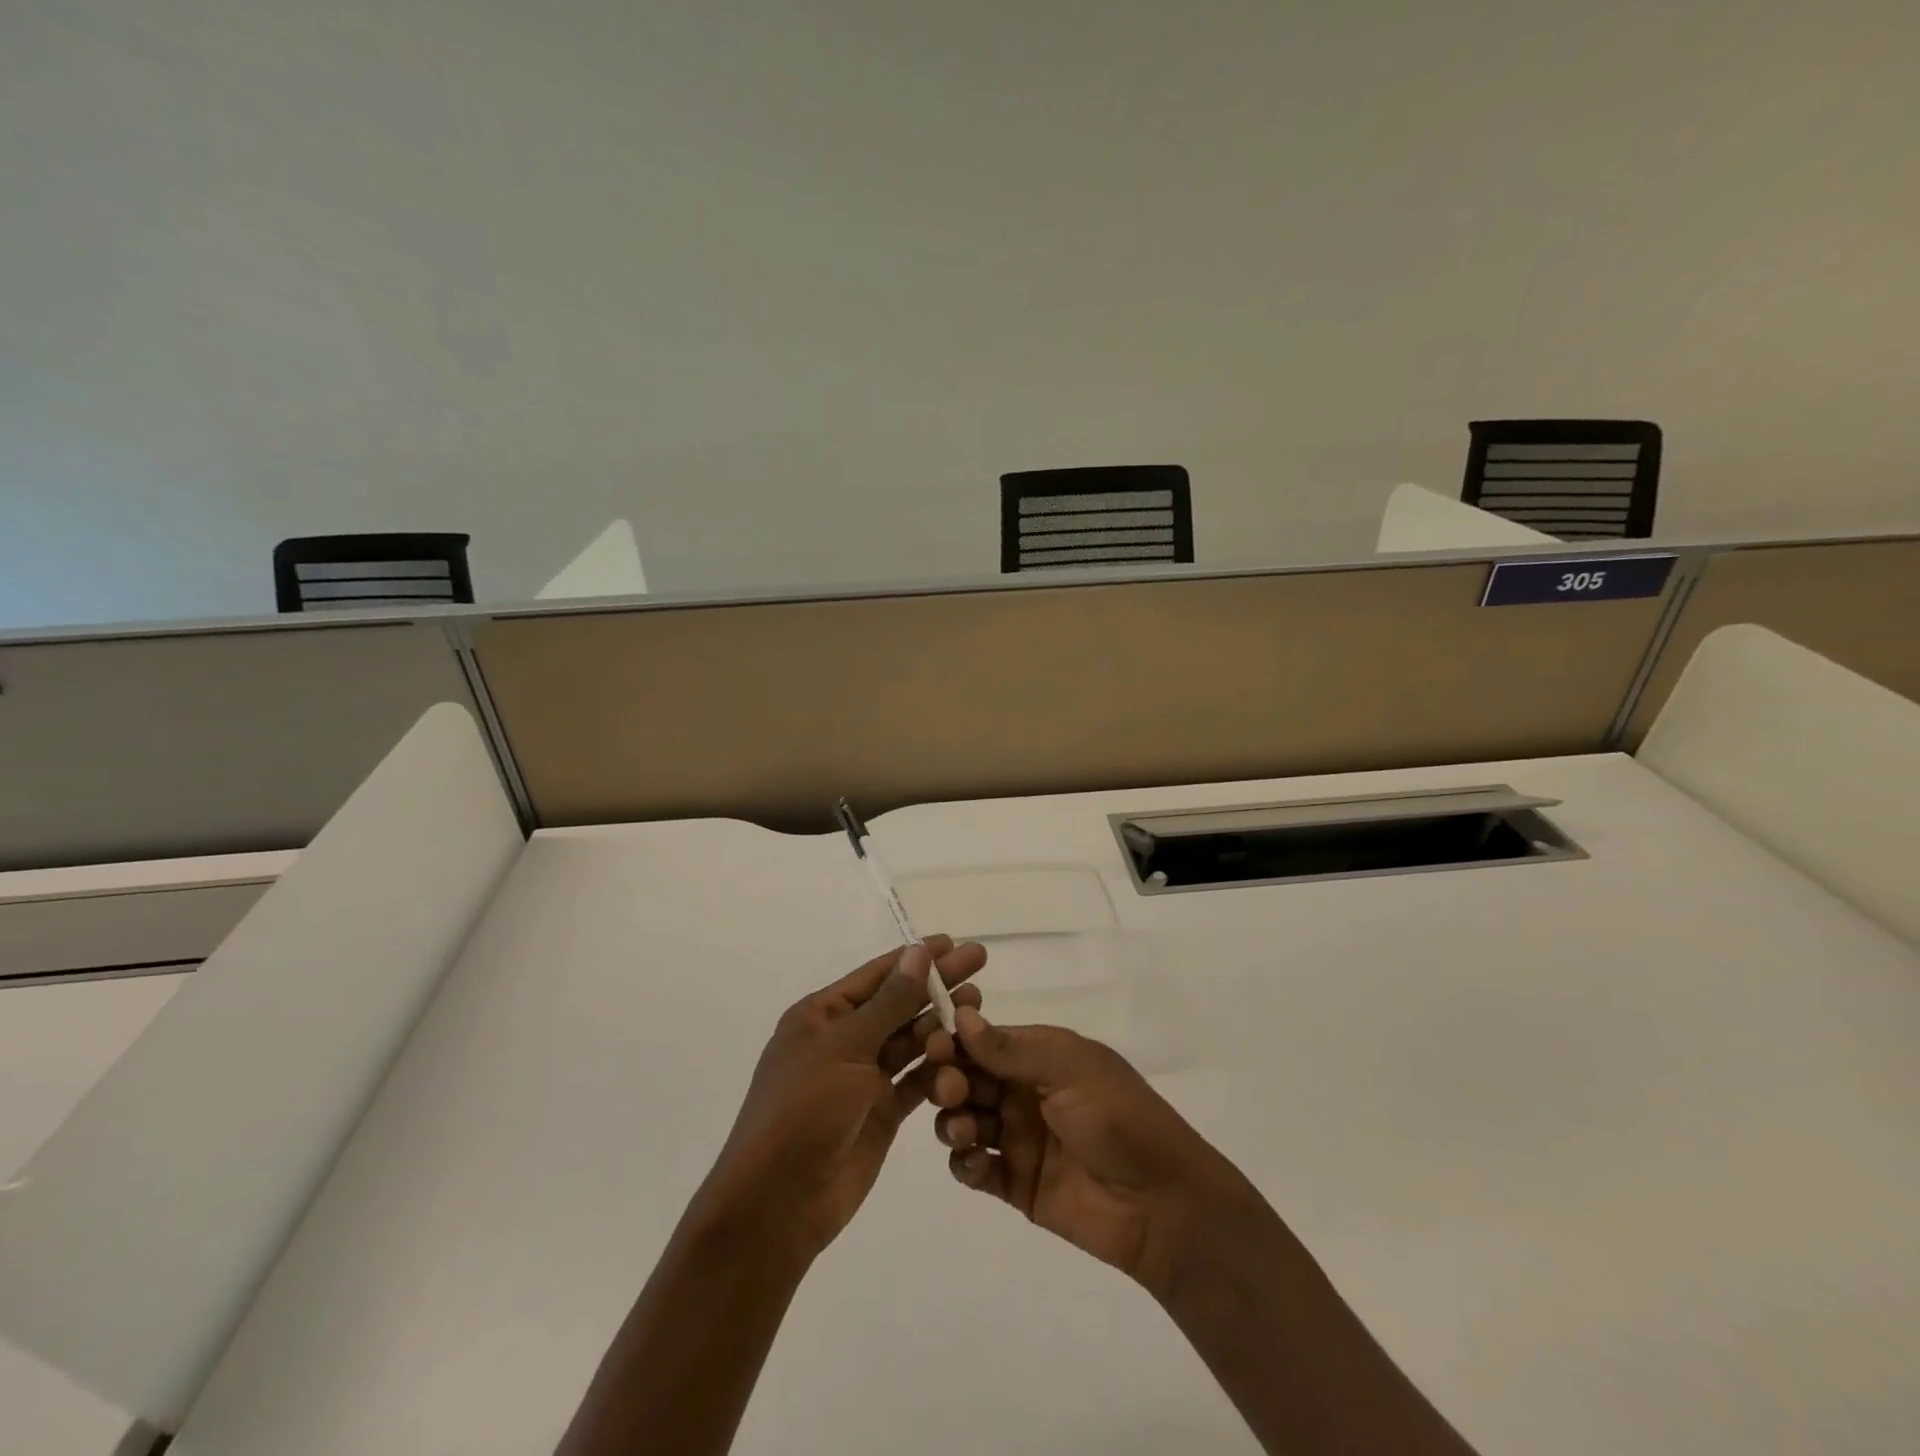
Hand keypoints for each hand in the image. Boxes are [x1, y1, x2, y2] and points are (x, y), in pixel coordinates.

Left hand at [691, 937, 986, 1265]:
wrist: (777, 1204)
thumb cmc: (804, 1109)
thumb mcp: (846, 1047)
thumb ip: (889, 1002)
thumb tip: (919, 952)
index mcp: (823, 1015)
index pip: (878, 975)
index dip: (917, 958)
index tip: (955, 942)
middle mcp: (844, 1040)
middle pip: (899, 1004)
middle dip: (938, 985)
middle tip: (980, 965)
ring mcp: (863, 1078)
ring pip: (910, 1041)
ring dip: (942, 1024)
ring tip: (979, 1006)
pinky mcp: (880, 1112)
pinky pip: (915, 1081)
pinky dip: (939, 1067)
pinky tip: (969, 1052)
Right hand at [926, 1006, 1255, 1298]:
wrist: (1162, 1204)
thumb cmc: (1119, 1118)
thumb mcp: (1070, 1069)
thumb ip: (1012, 1048)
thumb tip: (961, 1016)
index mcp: (1040, 1056)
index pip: (984, 1040)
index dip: (955, 1041)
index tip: (933, 1046)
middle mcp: (1024, 1092)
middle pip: (968, 1078)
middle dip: (950, 1080)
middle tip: (949, 1091)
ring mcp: (1019, 1139)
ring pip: (966, 1120)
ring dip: (953, 1121)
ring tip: (966, 1132)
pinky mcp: (1016, 1184)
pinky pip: (975, 1169)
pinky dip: (965, 1164)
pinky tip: (975, 1164)